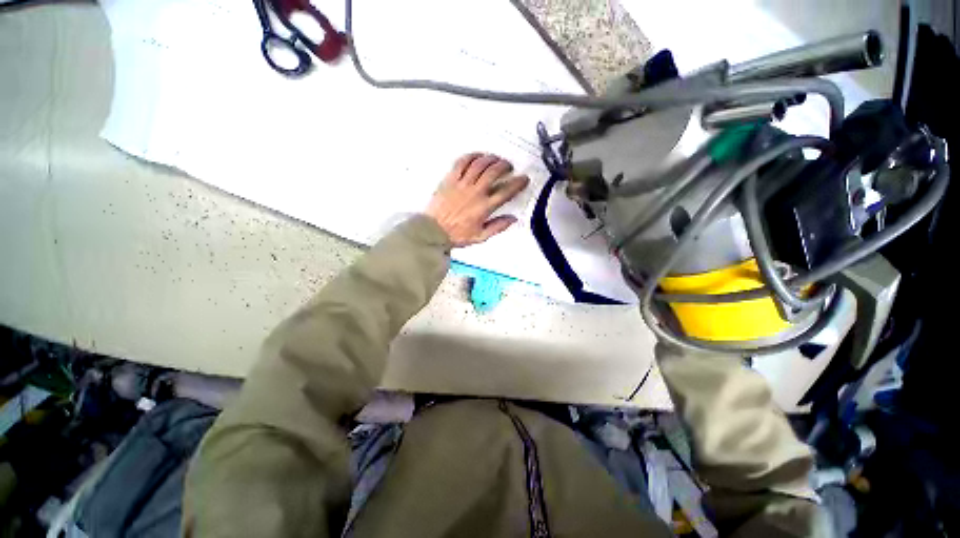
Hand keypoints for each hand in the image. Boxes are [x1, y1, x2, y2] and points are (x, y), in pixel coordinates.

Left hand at [425, 153, 530, 246]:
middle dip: (505, 166)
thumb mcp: (480, 236)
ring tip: (496, 159)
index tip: (524, 179)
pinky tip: (478, 156)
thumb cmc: (457, 235)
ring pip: (480, 164)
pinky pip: (462, 162)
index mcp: (484, 207)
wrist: (433, 231)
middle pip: (494, 172)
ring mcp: (462, 184)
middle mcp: (475, 192)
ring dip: (491, 159)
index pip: (506, 191)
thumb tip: (513, 218)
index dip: (518, 183)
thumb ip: (498, 227)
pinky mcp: (450, 179)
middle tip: (509, 166)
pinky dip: (472, 156)